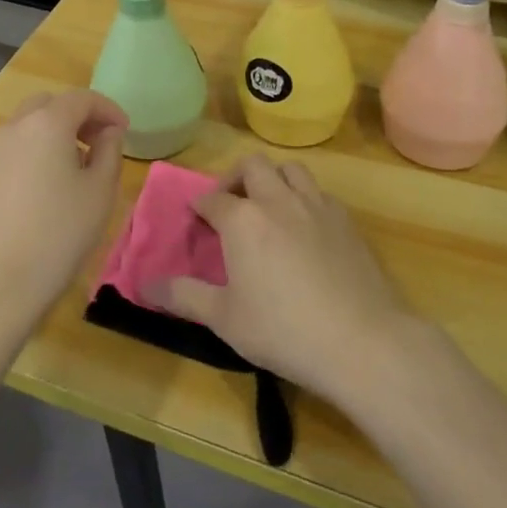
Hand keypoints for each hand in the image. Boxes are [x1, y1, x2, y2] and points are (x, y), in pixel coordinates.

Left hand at [0, 89, 128, 330]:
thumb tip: (107, 133)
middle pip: (48, 105)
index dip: (107, 109)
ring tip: (72, 168)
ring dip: (51, 135)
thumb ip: (109, 151)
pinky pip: (10, 152)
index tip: (124, 130)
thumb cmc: (59, 234)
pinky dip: (31, 155)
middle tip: (97, 142)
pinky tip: (43, 189)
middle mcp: (13, 128)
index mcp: (46, 123)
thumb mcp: (100, 192)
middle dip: (76, 116)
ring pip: (25, 127)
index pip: (81, 98)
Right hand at [143, 155, 410, 400]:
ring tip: (268, 206)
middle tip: (230, 204)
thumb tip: (145, 285)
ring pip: (291, 170)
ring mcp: (316, 206)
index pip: (212, 199)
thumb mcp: (224, 319)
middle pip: (253, 166)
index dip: (200, 206)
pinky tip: (305, 227)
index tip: (196, 218)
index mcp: (243, 220)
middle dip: (236, 178)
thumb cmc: (283, 330)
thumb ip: (183, 296)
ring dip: (274, 179)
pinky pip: (319, 193)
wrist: (361, 341)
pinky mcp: (346, 221)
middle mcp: (278, 200)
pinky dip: (304, 198)